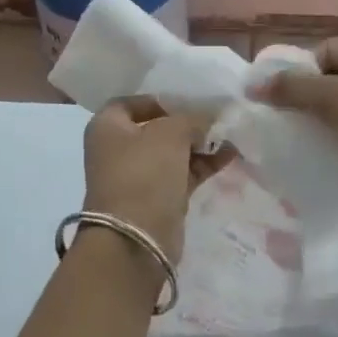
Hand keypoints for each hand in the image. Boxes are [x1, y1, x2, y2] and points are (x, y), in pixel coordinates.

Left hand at [82, 96, 223, 263]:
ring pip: (172, 152)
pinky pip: (182, 173)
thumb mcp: (170, 133)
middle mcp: (118, 149)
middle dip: (186, 122)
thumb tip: (207, 116)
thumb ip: (191, 118)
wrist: (136, 238)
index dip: (159, 99)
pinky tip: (230, 154)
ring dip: (199, 143)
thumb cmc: (144, 173)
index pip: (131, 102)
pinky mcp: (157, 198)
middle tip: (216, 116)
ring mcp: (137, 176)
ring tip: (230, 134)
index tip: (188, 100)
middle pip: (156, 127)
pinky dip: (203, 164)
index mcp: (107, 127)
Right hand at [248, 33, 337, 227]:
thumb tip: (251, 85)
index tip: (288, 109)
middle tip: (298, 130)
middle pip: (331, 79)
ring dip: (330, 123)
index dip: (299, 79)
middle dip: (312, 103)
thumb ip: (291, 89)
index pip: (318, 54)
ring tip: (317, 145)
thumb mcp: (333, 99)